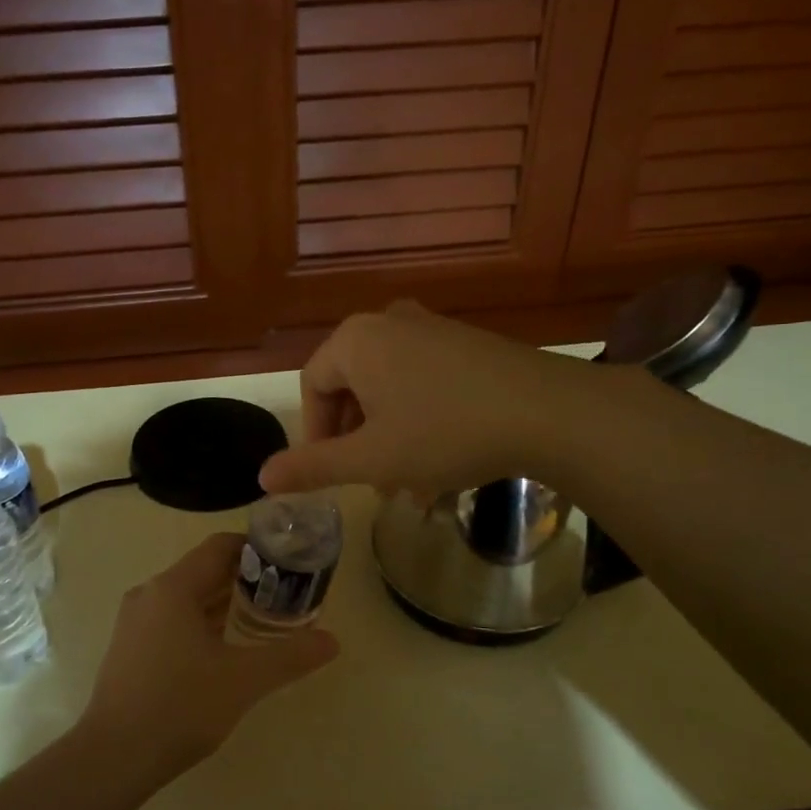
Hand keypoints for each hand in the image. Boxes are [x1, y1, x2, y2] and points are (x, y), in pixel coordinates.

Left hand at [81, 533, 337, 776]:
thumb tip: (333, 641)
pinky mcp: (129, 648)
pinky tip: (224, 651)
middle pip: (204, 571)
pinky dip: (202, 624)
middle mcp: (150, 594)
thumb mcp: (243, 680)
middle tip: (284, 596)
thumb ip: (290, 656)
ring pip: (187, 598)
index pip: (220, 547)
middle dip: (245, 580)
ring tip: (262, 621)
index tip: (288, 564)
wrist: (112, 758)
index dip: (256, 549)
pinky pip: (172, 620)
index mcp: (173, 587)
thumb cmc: (179, 706)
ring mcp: (135, 622)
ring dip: (224, 604)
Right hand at [259, 301, 586, 496]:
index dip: (315, 436)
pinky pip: (422, 383)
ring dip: (390, 439)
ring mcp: (431, 329)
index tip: (332, 475)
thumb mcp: (372, 458)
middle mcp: (388, 323)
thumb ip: (313, 466)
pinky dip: (420, 422)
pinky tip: (442, 464)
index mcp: (356, 340)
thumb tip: (261, 477)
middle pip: (351, 387)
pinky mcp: (466, 343)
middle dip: (357, 441)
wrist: (550, 412)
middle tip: (372, 482)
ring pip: (389, 391)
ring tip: (411, 486)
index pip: (312, 387)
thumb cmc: (445, 432)